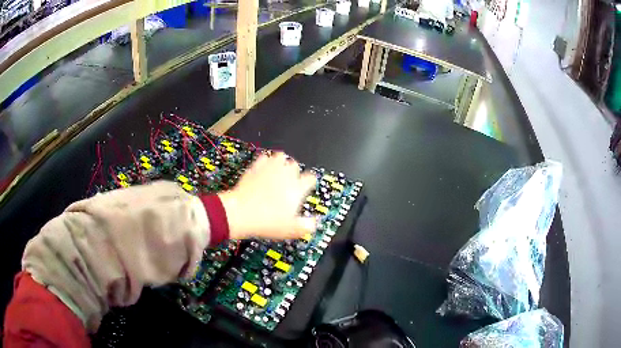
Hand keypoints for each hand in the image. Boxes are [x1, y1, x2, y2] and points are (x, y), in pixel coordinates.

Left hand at [219, 152, 317, 239]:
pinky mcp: (255, 167)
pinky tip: (263, 169)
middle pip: (295, 165)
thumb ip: (307, 225)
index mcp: (297, 188)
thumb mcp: (291, 230)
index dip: (310, 182)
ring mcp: (269, 169)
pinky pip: (263, 158)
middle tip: (290, 183)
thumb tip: (314, 222)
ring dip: (281, 163)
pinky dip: (265, 162)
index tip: (307, 187)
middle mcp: (285, 175)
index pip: (310, 178)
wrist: (241, 213)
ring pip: (280, 156)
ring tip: (278, 172)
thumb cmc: (267, 222)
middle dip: (294, 172)